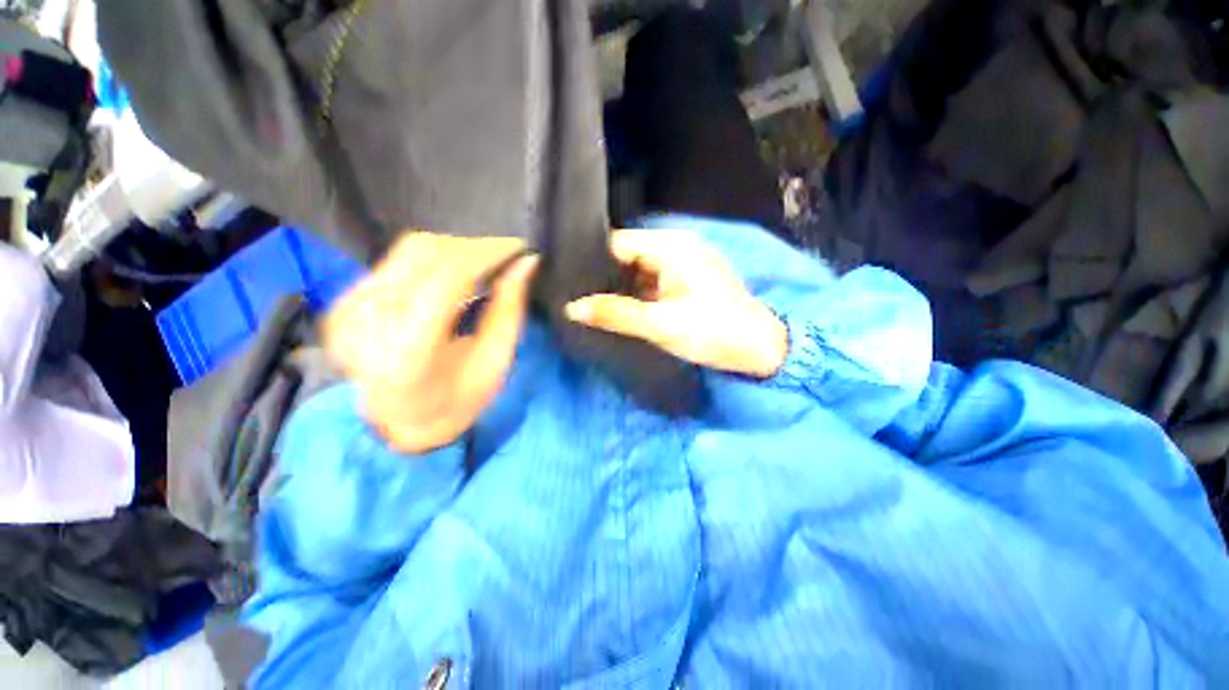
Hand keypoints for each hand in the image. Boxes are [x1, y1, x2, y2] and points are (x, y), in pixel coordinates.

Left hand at [323, 234, 538, 453]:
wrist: (397, 424)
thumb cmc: (456, 401)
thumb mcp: (494, 362)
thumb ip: (509, 309)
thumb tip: (526, 263)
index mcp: (407, 351)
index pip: (448, 277)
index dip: (487, 253)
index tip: (518, 246)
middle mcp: (368, 322)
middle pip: (426, 253)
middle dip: (474, 247)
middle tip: (507, 255)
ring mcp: (349, 308)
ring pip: (410, 249)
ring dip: (456, 249)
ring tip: (487, 263)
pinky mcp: (345, 300)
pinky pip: (398, 260)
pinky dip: (435, 259)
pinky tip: (457, 272)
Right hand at [565, 230, 786, 377]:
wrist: (760, 350)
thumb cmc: (714, 332)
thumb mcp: (660, 325)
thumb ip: (616, 314)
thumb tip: (572, 308)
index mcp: (672, 247)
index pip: (619, 242)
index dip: (592, 259)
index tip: (567, 278)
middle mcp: (676, 248)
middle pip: (628, 255)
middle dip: (603, 276)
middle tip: (573, 294)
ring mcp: (682, 265)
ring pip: (639, 270)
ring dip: (619, 287)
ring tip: (588, 302)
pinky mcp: (686, 282)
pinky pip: (652, 281)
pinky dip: (636, 294)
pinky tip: (617, 308)